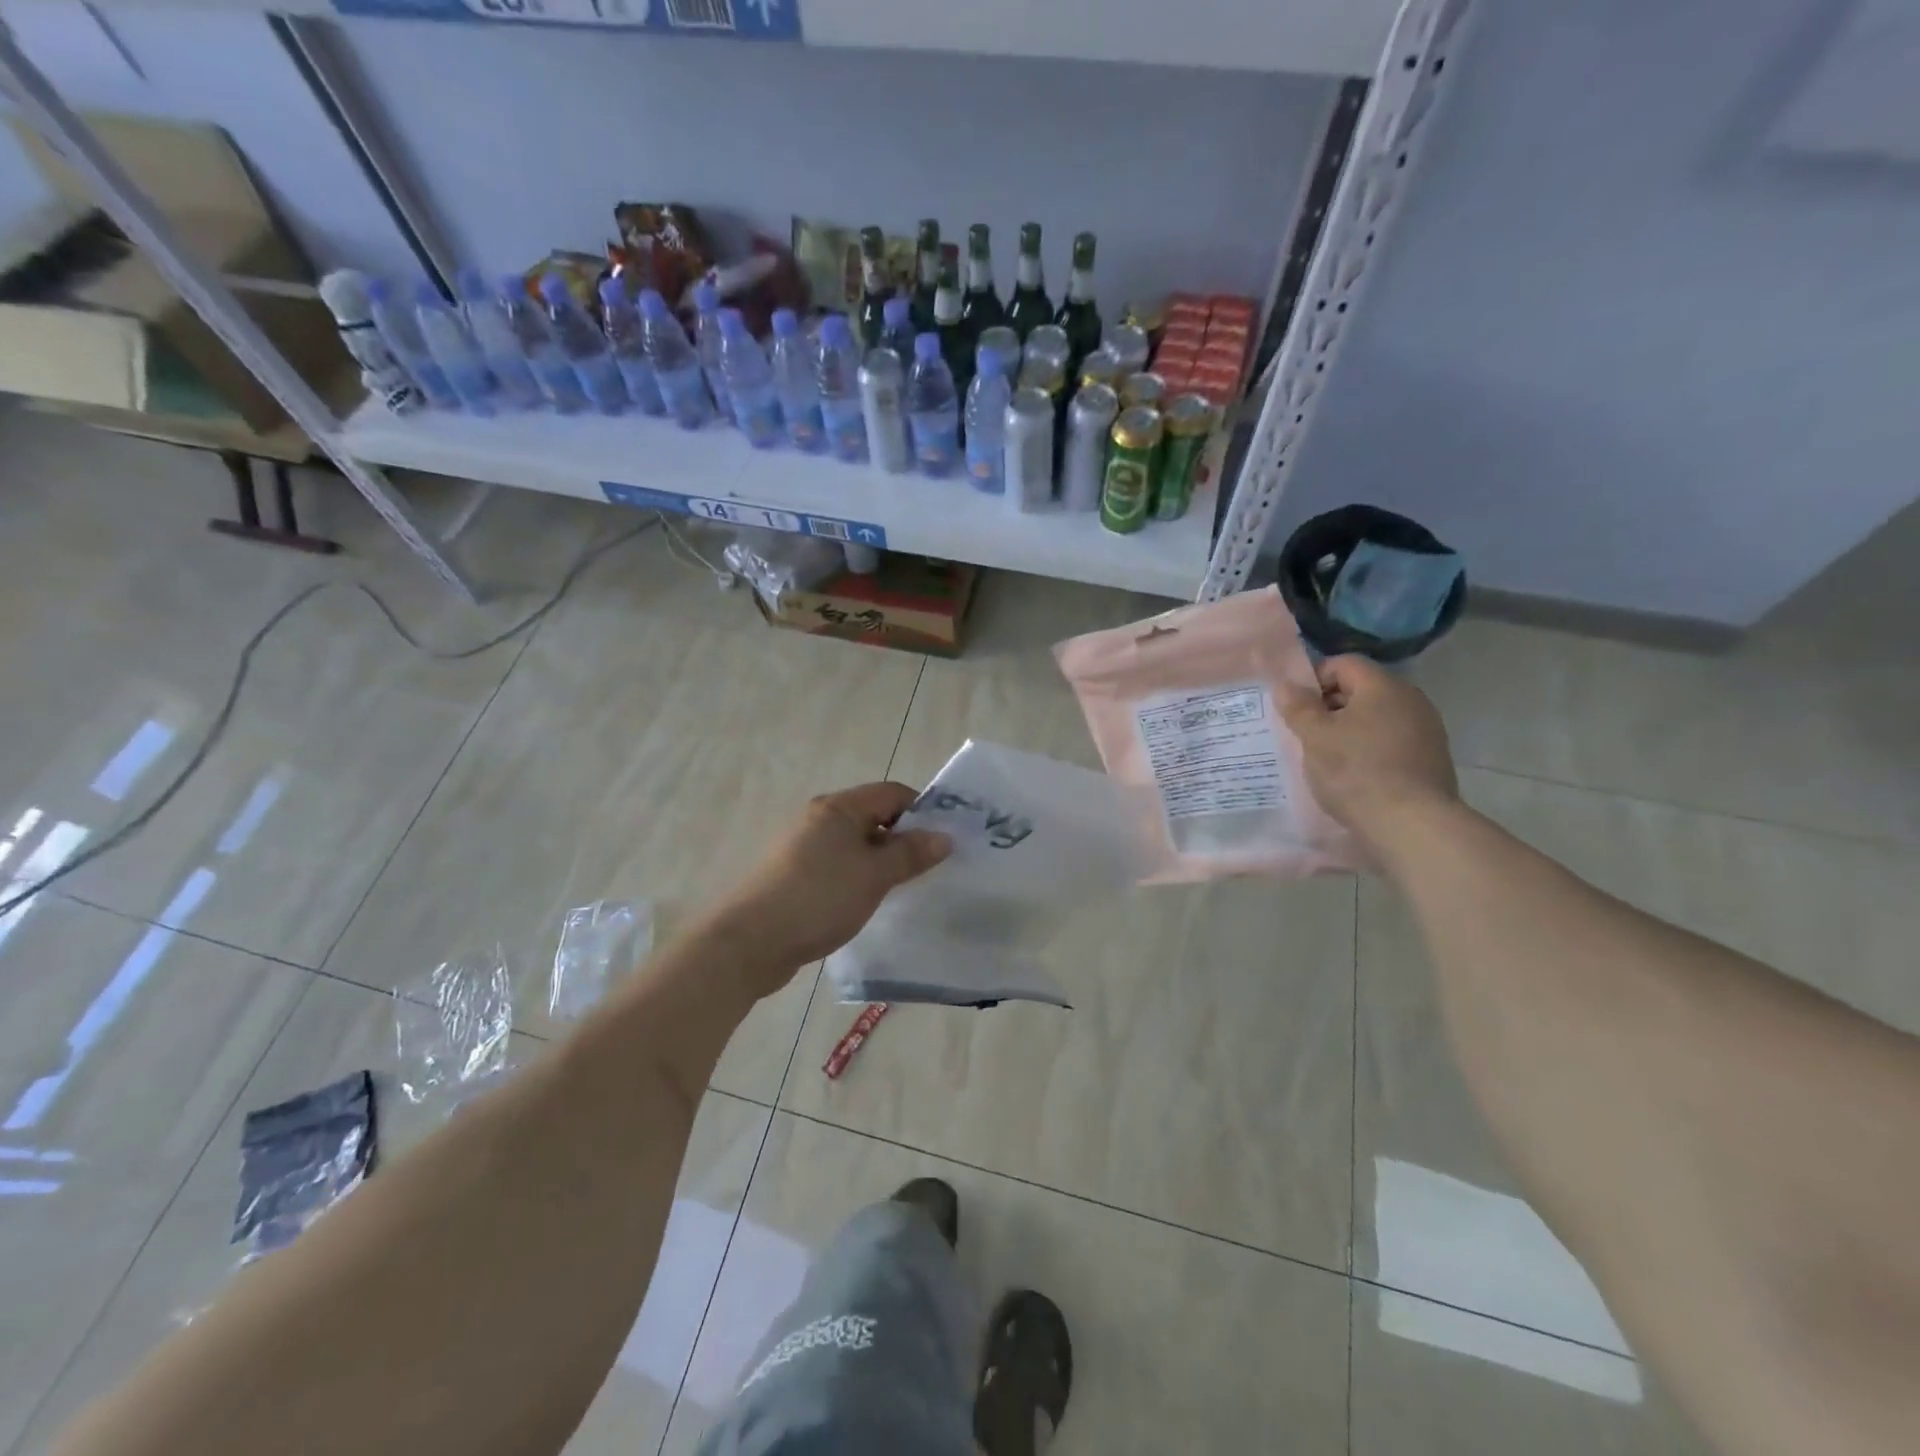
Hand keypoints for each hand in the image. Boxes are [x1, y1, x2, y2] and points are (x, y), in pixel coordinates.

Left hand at [711, 782, 951, 993]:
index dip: (921, 810)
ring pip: (856, 845)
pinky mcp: (795, 876)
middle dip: (904, 838)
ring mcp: (804, 848)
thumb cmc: (818, 897)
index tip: (944, 840)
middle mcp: (820, 819)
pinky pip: (839, 866)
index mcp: (838, 808)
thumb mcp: (874, 875)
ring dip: (882, 862)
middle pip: (874, 817)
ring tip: (905, 888)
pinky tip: (869, 902)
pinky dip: (859, 877)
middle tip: (930, 868)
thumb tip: (944, 836)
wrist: (749, 942)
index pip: (891, 793)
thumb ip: (911, 853)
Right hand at [1280, 655, 1459, 854]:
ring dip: (1350, 730)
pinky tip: (1356, 775)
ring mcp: (1427, 730)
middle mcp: (1411, 699)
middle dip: (1330, 707)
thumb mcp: (1315, 737)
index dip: (1314, 679)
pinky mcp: (1432, 759)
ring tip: (1328, 758)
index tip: (1296, 709)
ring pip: (1377, 718)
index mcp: (1383, 686)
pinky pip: (1392, 741)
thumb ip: (1298, 707)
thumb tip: (1285, 685)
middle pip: (1361, 690)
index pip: (1343, 664)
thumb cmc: (1356, 771)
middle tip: (1306, 734)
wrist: (1411, 824)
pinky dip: (1370, 749)